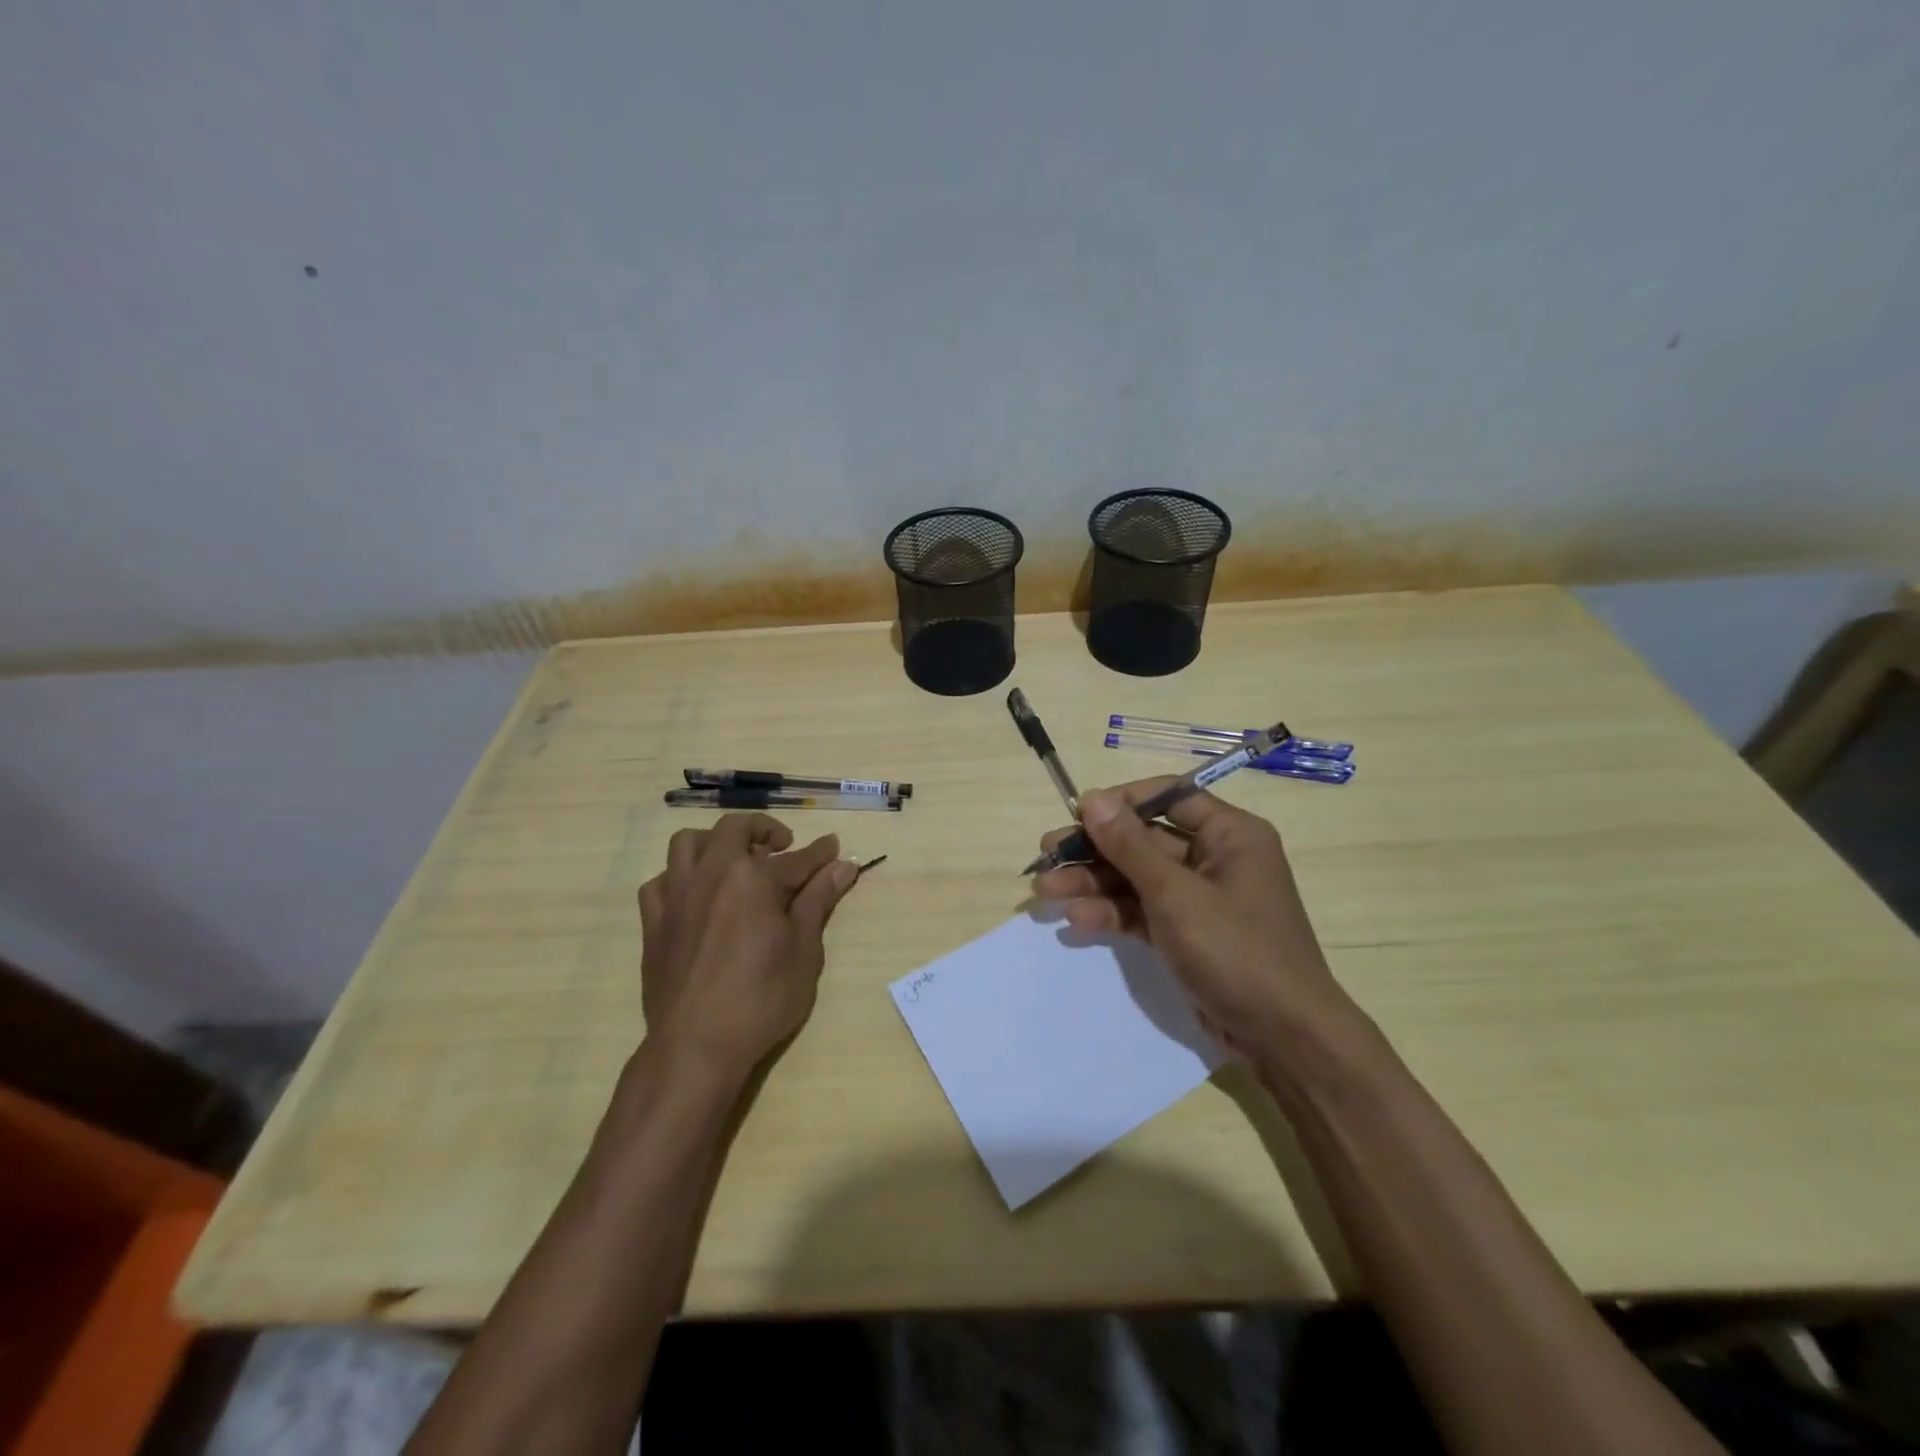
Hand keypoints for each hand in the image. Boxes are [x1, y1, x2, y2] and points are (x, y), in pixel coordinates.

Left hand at [638, 813, 857, 1079]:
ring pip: (688, 843)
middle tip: (781, 847)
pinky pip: (660, 881)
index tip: (834, 846)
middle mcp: (712, 873)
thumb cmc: (761, 999)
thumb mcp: (804, 951)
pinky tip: (695, 895)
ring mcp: (676, 895)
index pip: (797, 858)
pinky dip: (680, 877)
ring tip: (733, 861)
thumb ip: (818, 901)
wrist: (696, 1046)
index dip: (820, 853)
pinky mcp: (653, 921)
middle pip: (735, 829)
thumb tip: (842, 866)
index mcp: (753, 878)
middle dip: (763, 829)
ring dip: (715, 842)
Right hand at [1032, 779, 1351, 1058]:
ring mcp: (1200, 899)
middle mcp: (1215, 858)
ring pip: (1137, 878)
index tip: (1077, 814)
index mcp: (1229, 834)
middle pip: (1144, 840)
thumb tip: (1093, 798)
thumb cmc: (1235, 950)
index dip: (1121, 802)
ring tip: (1045, 890)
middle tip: (1047, 854)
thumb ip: (1129, 845)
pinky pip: (1143, 911)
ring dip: (1093, 883)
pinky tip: (1077, 919)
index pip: (1168, 797)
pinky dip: (1112, 913)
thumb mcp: (1176, 894)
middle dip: (1094, 849)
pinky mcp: (1187, 934)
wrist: (1283, 1038)